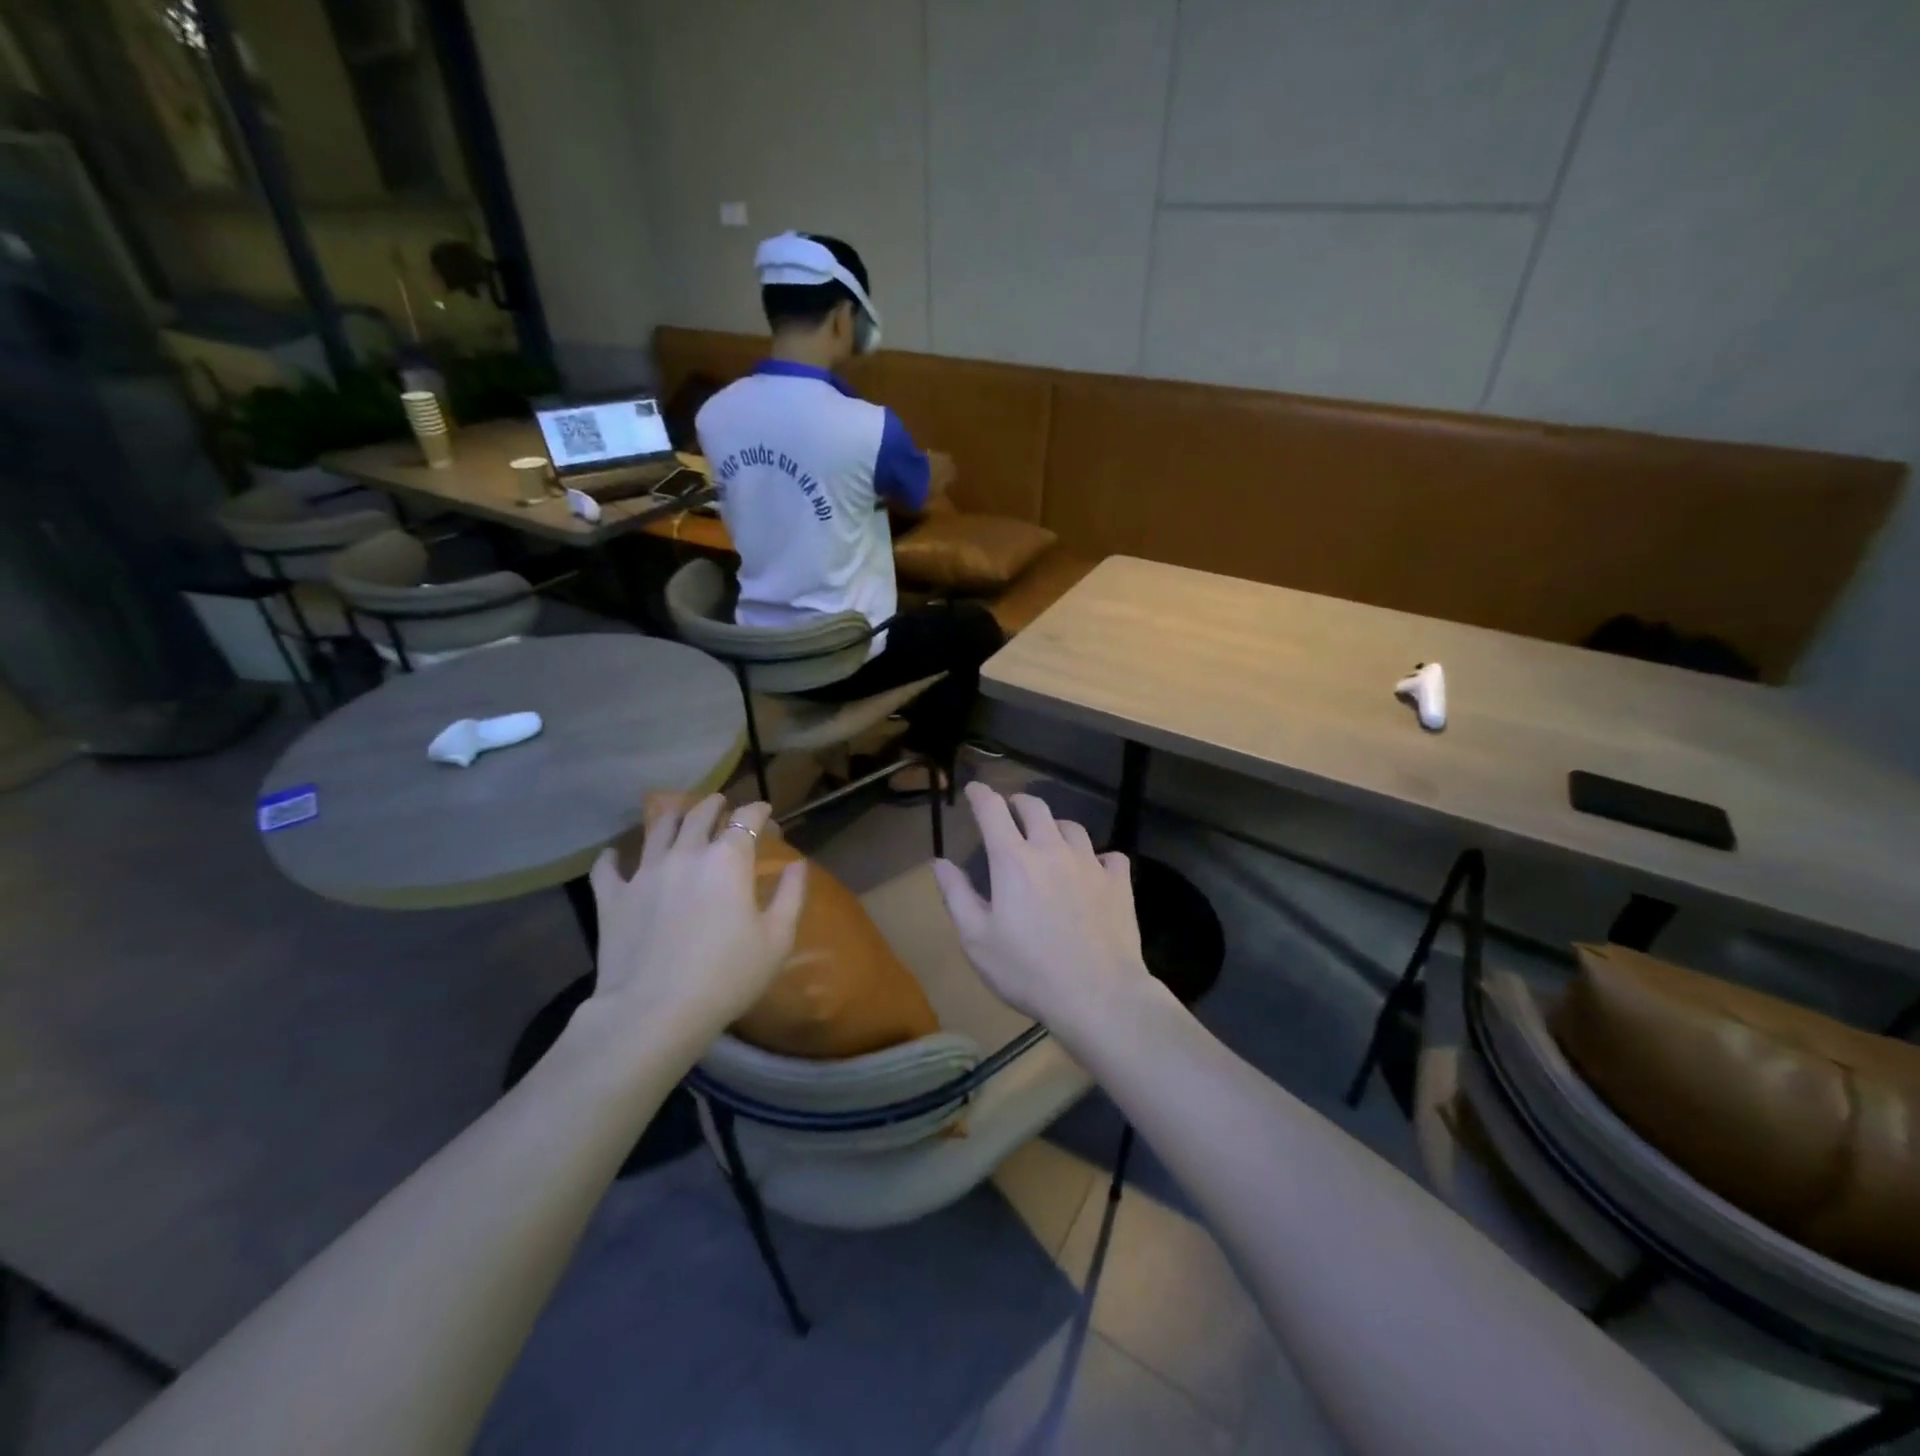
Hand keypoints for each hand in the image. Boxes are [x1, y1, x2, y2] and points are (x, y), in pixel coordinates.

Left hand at [585, 795, 804, 1043]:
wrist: (655, 1012)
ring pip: (657, 830)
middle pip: (699, 815)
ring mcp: (644, 873)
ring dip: (671, 816)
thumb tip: (797, 864)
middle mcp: (685, 854)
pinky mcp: (612, 898)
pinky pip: (607, 868)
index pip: (746, 818)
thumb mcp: (777, 939)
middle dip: (714, 805)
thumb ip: (791, 895)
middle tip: (721, 803)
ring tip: (677, 813)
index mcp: (727, 860)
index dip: (758, 811)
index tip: (766, 813)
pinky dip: (612, 857)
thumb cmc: (727, 976)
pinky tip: (614, 855)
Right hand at [931, 783, 1152, 1034]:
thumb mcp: (978, 939)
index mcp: (1013, 861)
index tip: (974, 789)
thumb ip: (957, 895)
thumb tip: (939, 862)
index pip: (993, 811)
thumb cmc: (1028, 970)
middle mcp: (1052, 850)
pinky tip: (1094, 871)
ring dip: (1056, 827)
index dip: (981, 795)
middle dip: (1018, 802)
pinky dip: (1098, 858)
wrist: (1098, 996)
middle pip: (1036, 808)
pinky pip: (1110, 856)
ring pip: (1072, 827)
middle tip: (1010, 810)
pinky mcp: (1119, 883)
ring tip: (1050, 840)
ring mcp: (1090, 864)